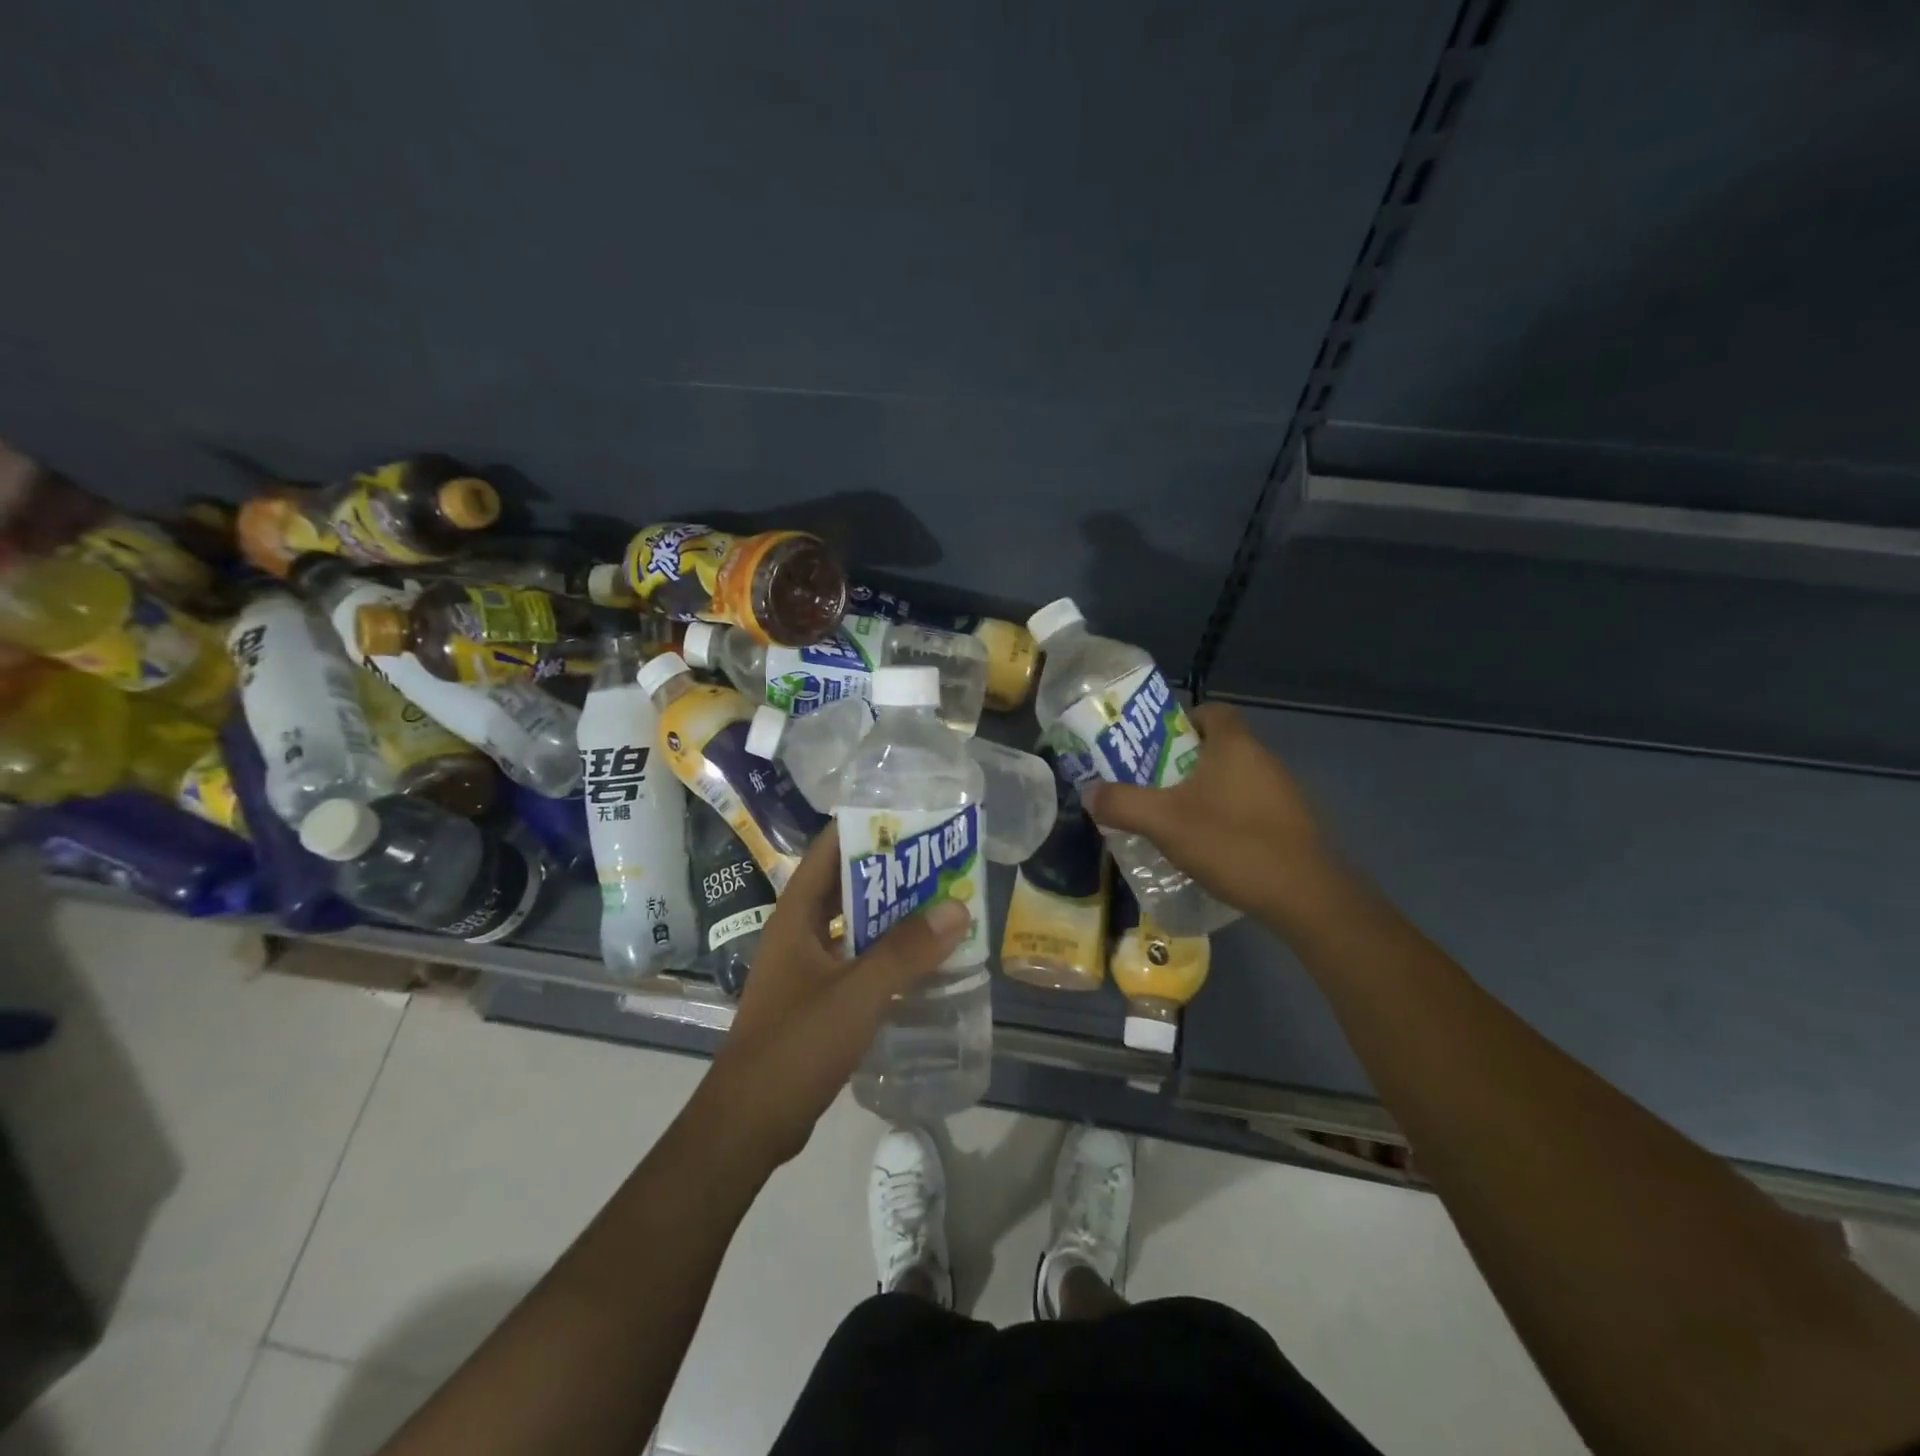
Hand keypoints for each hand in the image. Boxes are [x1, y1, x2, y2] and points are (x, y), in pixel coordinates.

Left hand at [693, 824, 969, 1169]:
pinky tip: (922, 960)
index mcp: (796, 917)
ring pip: (855, 926)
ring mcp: (806, 968)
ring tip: (942, 904)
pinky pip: (858, 961)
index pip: (828, 851)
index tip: (911, 818)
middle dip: (891, 872)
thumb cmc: (795, 1047)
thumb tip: (957, 908)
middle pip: (846, 886)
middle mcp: (799, 933)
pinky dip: (888, 954)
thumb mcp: (856, 995)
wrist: (749, 1124)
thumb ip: (906, 952)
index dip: (865, 828)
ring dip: (893, 915)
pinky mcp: (817, 1000)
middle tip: (941, 861)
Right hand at [1082, 701, 1330, 923]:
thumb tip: (1088, 792)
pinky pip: (1250, 808)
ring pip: (1233, 780)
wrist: (1305, 895)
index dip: (1182, 720)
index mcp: (1235, 745)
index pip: (1212, 710)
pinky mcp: (1291, 825)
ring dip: (1205, 794)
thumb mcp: (1164, 822)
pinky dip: (1227, 819)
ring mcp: (1282, 794)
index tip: (1155, 747)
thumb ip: (1122, 804)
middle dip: (1183, 763)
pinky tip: (1209, 848)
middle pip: (1218, 747)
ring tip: (1173, 820)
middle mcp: (1263, 760)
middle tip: (1152, 786)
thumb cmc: (1231, 842)